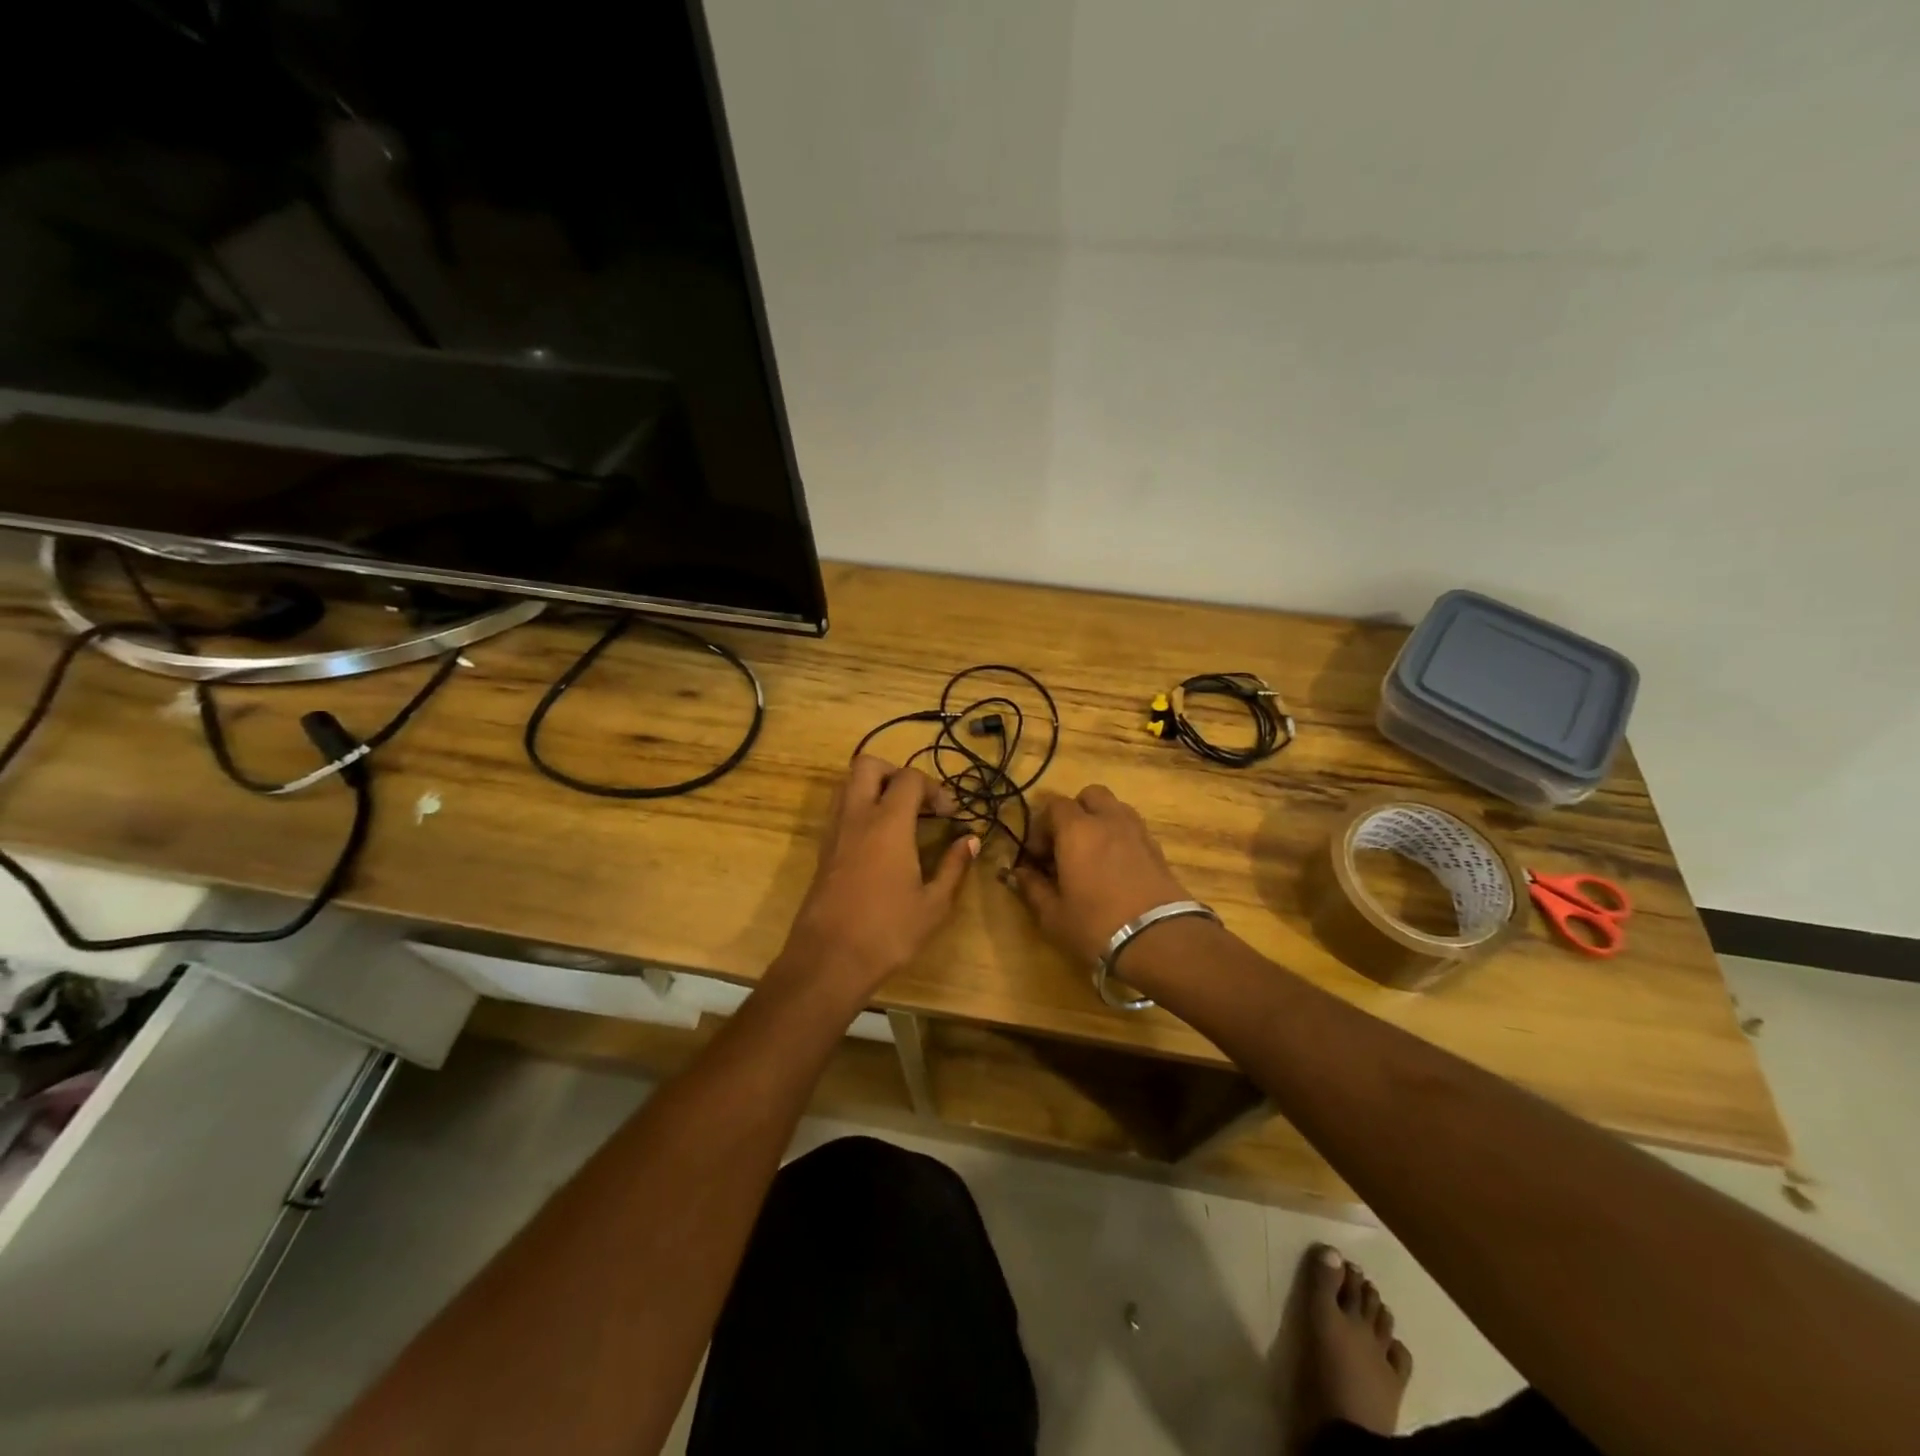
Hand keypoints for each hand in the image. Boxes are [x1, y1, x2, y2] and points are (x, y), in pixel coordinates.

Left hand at [777, 755, 979, 999]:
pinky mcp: (823, 850)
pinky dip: (859, 809)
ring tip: (898, 817)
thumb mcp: (934, 904)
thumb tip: (971, 840)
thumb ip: (954, 866)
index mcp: (888, 823)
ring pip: (847, 784)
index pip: (910, 778)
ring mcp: (834, 831)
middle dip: (896, 773)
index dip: (935, 789)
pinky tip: (879, 842)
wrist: (829, 960)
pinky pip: (840, 810)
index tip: (950, 815)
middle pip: (868, 765)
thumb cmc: (888, 932)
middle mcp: (857, 816)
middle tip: (917, 802)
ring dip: (873, 788)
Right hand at [1010, 786, 1192, 963]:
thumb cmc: (1096, 925)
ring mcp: (1137, 831)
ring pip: (1115, 808)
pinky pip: (1133, 829)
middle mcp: (1108, 820)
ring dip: (1100, 822)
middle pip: (1090, 796)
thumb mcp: (1053, 914)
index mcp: (1077, 830)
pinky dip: (1120, 838)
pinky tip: (1115, 868)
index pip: (1054, 806)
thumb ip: (1032, 888)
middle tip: (1066, 845)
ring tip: (1092, 854)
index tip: (1038, 857)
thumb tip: (1018, 874)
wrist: (1160, 939)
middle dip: (1075, 813)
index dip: (1041, 827)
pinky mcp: (1157, 849)